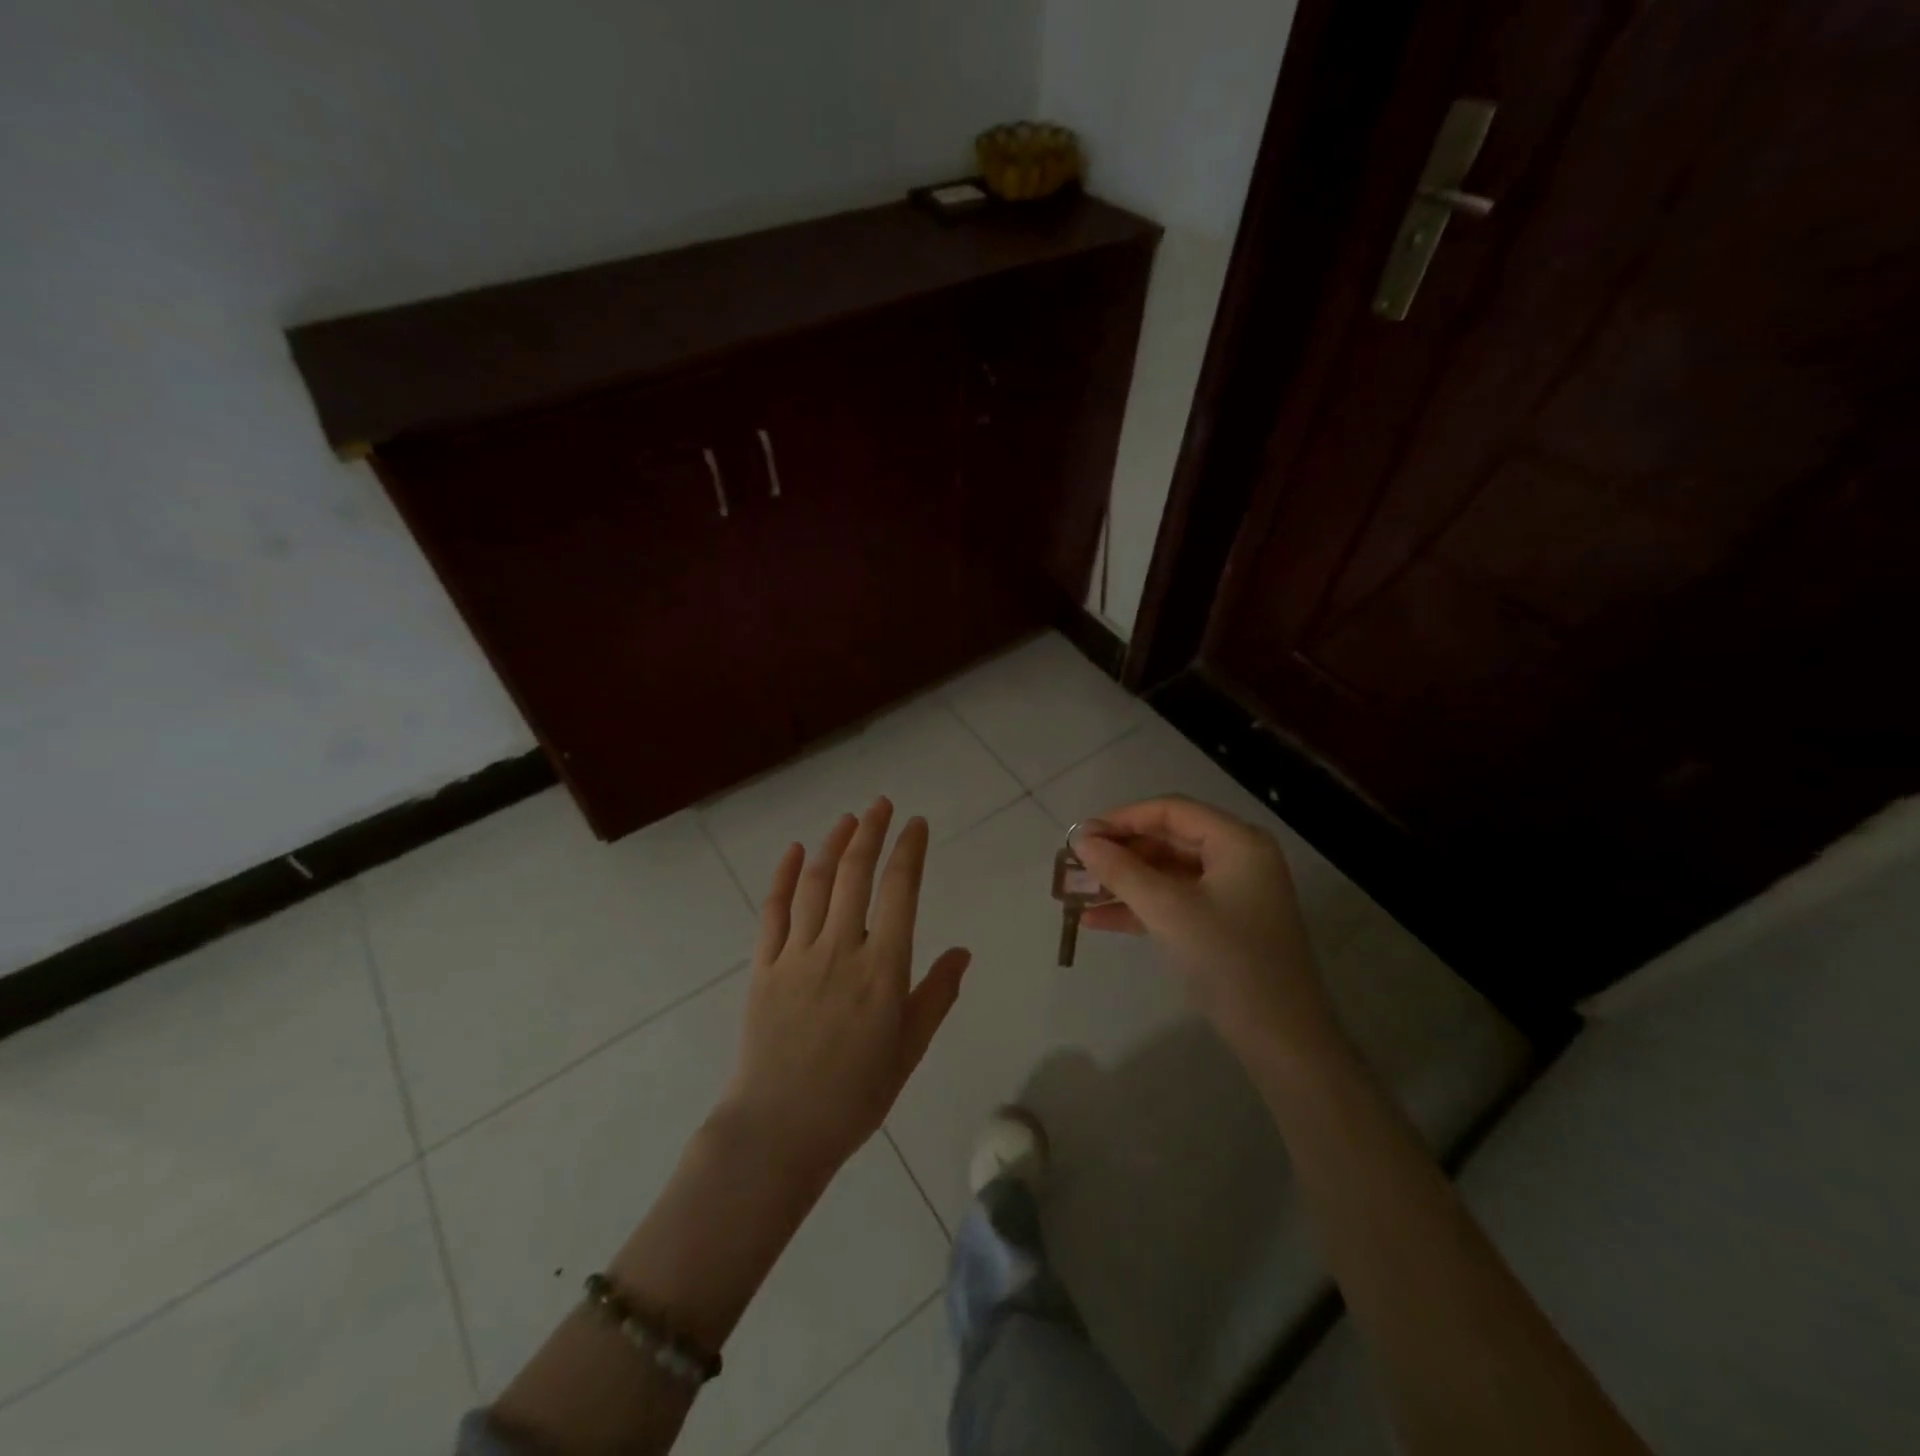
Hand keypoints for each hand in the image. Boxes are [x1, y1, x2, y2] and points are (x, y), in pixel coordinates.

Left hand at [720, 797, 970, 1187]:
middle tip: (880, 804)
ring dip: (832, 845)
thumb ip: (936, 995)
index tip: (916, 824)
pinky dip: (784, 877)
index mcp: (883, 968)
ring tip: (846, 820)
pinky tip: (794, 852)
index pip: (900, 891)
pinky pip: (773, 911)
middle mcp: (840, 948)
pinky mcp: (763, 966)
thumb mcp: (909, 1050)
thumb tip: (962, 952)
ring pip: (816, 884)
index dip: (909, 850)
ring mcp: (797, 954)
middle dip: (870, 831)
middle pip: (855, 873)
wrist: (778, 1131)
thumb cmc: (854, 1095)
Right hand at [1072, 795, 1336, 1054]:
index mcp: (1237, 842)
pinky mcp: (1222, 925)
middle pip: (1168, 840)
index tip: (1081, 836)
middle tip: (1076, 864)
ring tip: (1077, 892)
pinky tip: (1096, 920)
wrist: (1282, 1040)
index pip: (1171, 811)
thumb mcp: (1168, 910)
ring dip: (1123, 881)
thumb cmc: (1228, 961)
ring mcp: (1231, 894)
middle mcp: (1238, 859)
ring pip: (1166, 873)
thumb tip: (1080, 839)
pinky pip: (1174, 902)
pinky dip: (1139, 907)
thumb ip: (1121, 870)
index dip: (1123, 818)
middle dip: (1120, 852)